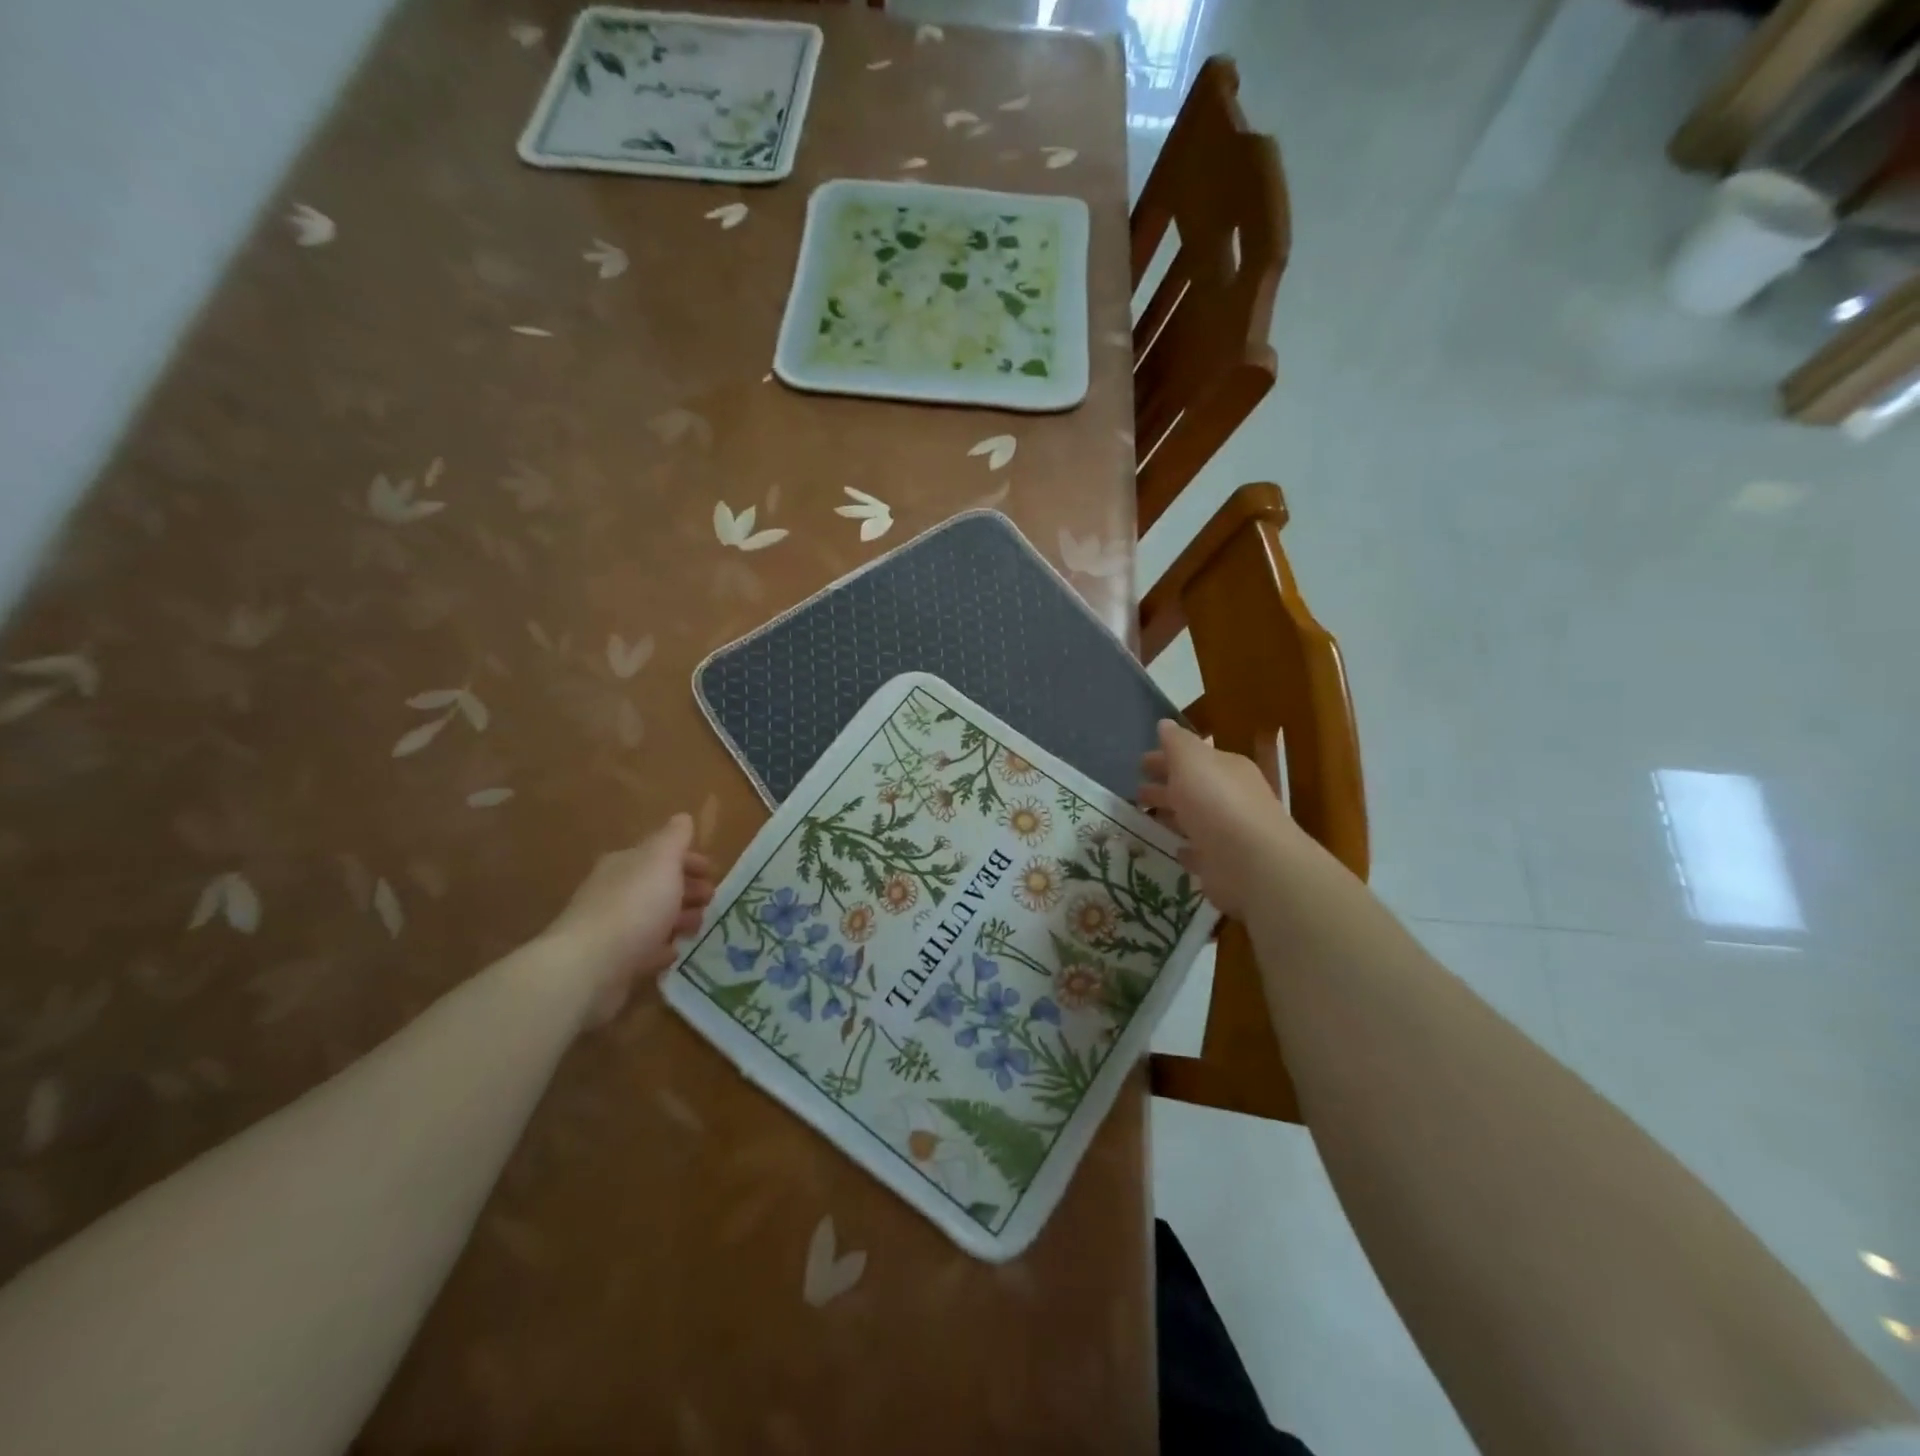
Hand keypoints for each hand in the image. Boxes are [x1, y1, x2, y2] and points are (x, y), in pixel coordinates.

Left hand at [542, 814, 715, 1024]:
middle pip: (657, 885)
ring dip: (678, 918)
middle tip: (712, 900)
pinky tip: (675, 952)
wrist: (590, 967)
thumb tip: (682, 818)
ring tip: (699, 927)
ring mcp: (612, 927)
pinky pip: (643, 949)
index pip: (661, 853)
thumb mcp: (661, 861)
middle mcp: (615, 891)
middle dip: (687, 889)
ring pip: (653, 916)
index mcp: (625, 863)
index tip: (713, 871)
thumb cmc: (634, 906)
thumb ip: (674, 838)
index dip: (689, 859)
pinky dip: (661, 947)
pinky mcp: (612, 961)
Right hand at [1138, 720, 1297, 918]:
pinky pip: (1200, 852)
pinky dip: (1186, 849)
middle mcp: (1231, 798)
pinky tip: (1174, 850)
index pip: (1193, 758)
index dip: (1166, 758)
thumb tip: (1165, 724)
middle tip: (1137, 792)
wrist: (1253, 864)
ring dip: (1172, 816)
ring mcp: (1229, 833)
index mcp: (1226, 769)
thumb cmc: (1217, 802)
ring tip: (1144, 818)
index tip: (1140, 764)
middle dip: (1165, 786)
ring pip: (1194, 819)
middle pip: (1192, 788)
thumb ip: (1177, 743)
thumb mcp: (1192, 761)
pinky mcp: (1223, 864)